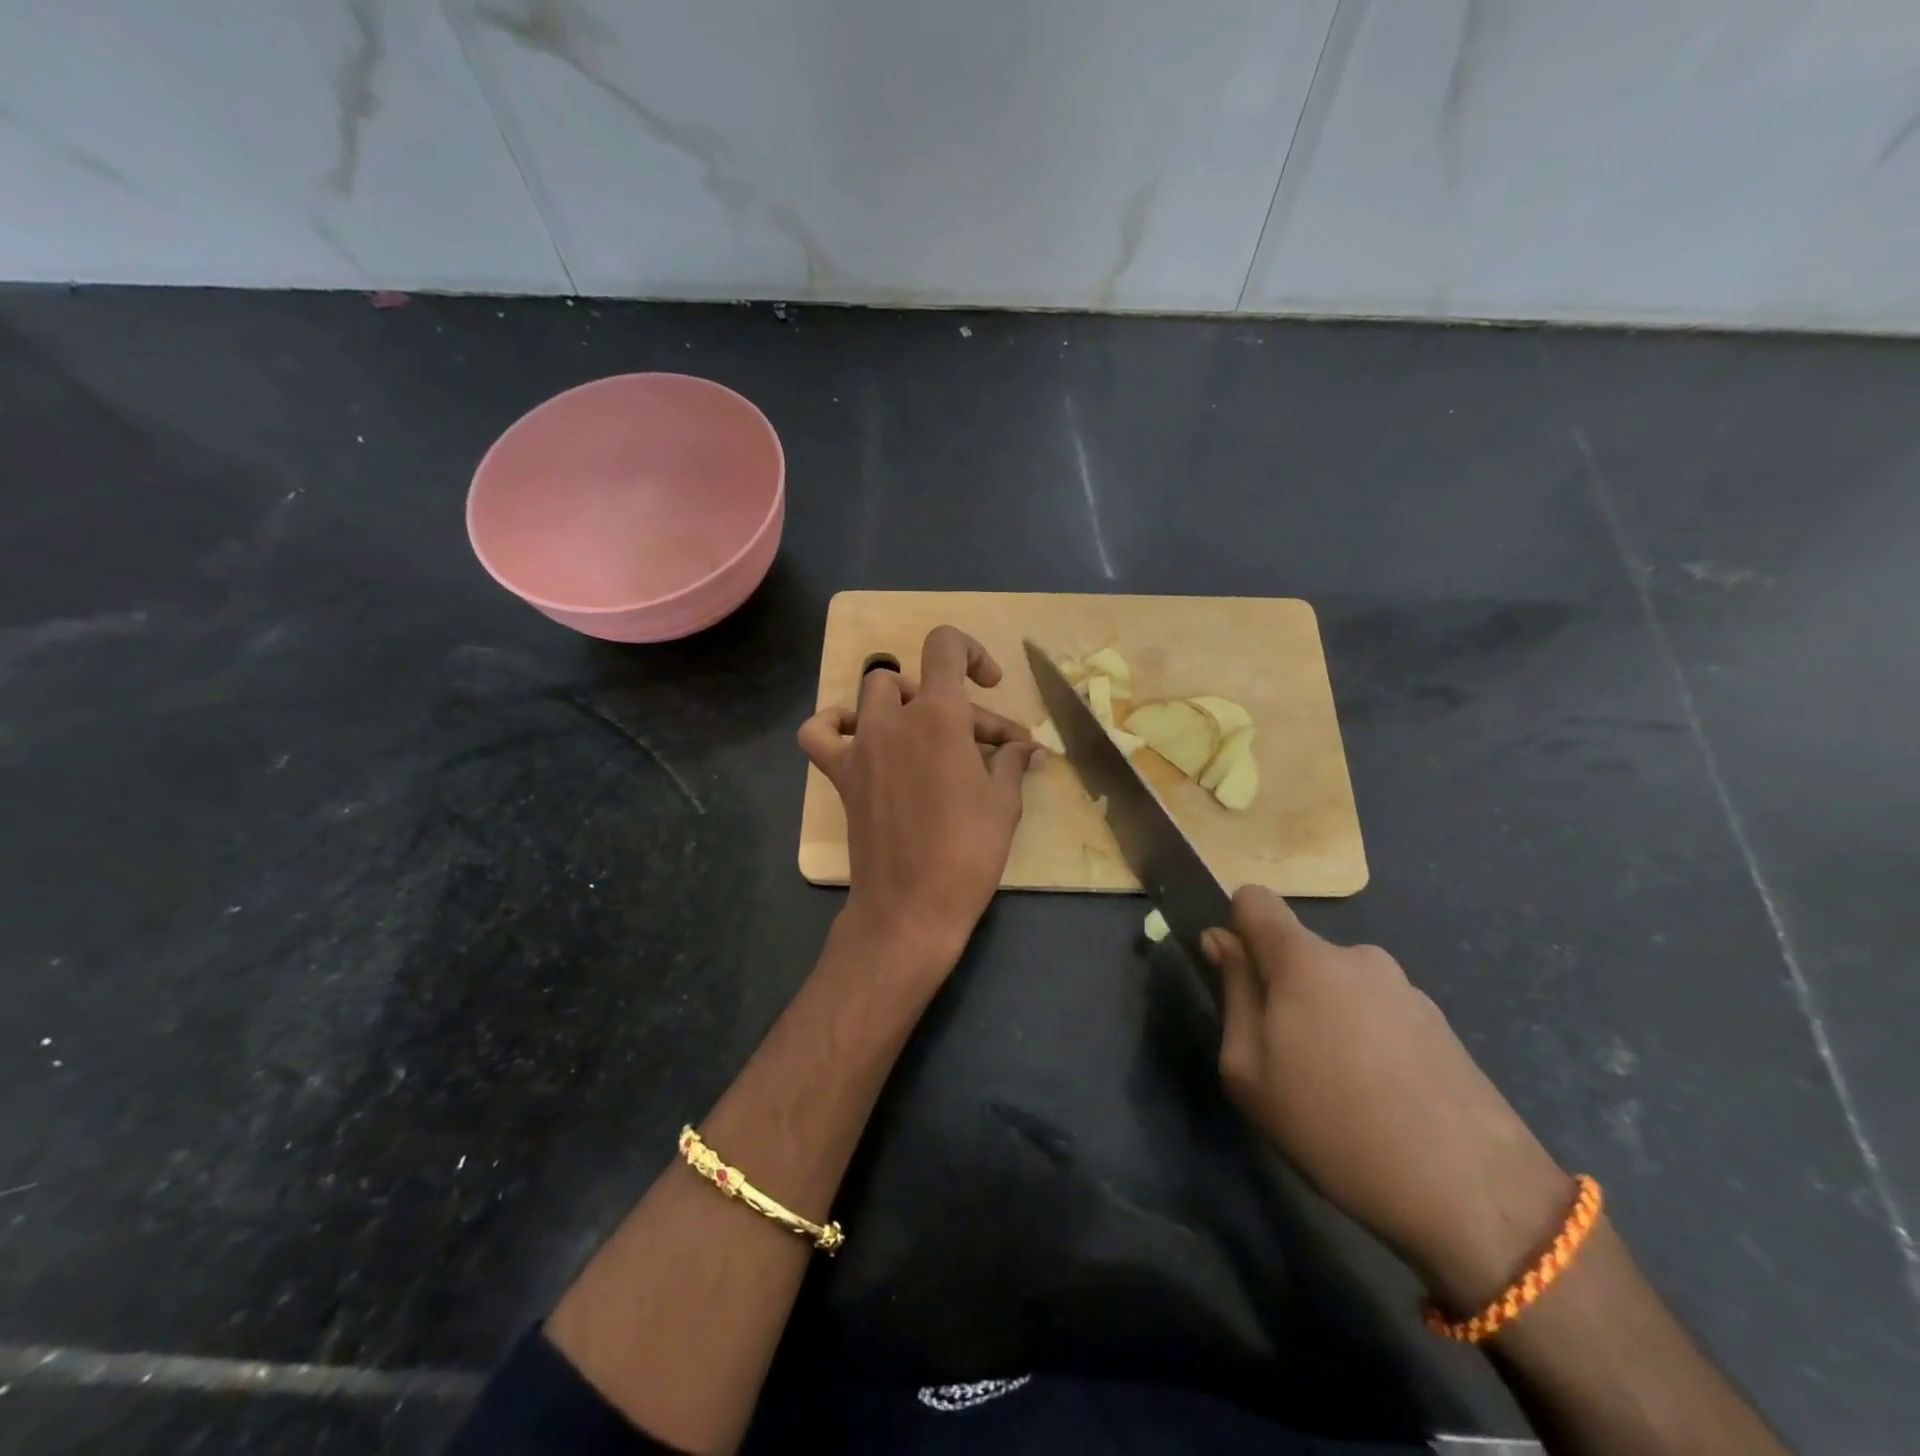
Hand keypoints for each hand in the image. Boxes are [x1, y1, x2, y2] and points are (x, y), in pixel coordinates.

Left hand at [799, 627, 1041, 976]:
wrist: (912, 905)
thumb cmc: (968, 851)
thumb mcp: (1004, 802)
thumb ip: (1011, 762)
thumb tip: (1025, 749)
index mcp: (939, 715)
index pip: (946, 646)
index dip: (973, 652)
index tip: (991, 685)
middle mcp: (894, 719)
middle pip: (922, 683)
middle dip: (959, 706)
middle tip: (991, 748)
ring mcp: (861, 746)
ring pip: (875, 693)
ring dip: (904, 702)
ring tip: (928, 730)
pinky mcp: (841, 775)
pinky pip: (820, 733)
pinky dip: (834, 724)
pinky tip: (858, 732)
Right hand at [1204, 886, 1573, 1313]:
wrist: (1474, 1196)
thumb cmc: (1333, 1127)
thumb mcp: (1250, 1070)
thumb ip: (1234, 993)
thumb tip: (1221, 941)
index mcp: (1304, 959)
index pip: (1255, 900)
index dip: (1236, 928)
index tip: (1237, 977)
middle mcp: (1356, 957)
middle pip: (1297, 952)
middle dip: (1281, 988)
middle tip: (1286, 1059)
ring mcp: (1405, 988)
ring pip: (1338, 985)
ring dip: (1326, 1017)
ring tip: (1339, 1090)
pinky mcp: (1439, 1022)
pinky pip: (1377, 1012)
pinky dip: (1366, 1039)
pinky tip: (1382, 1100)